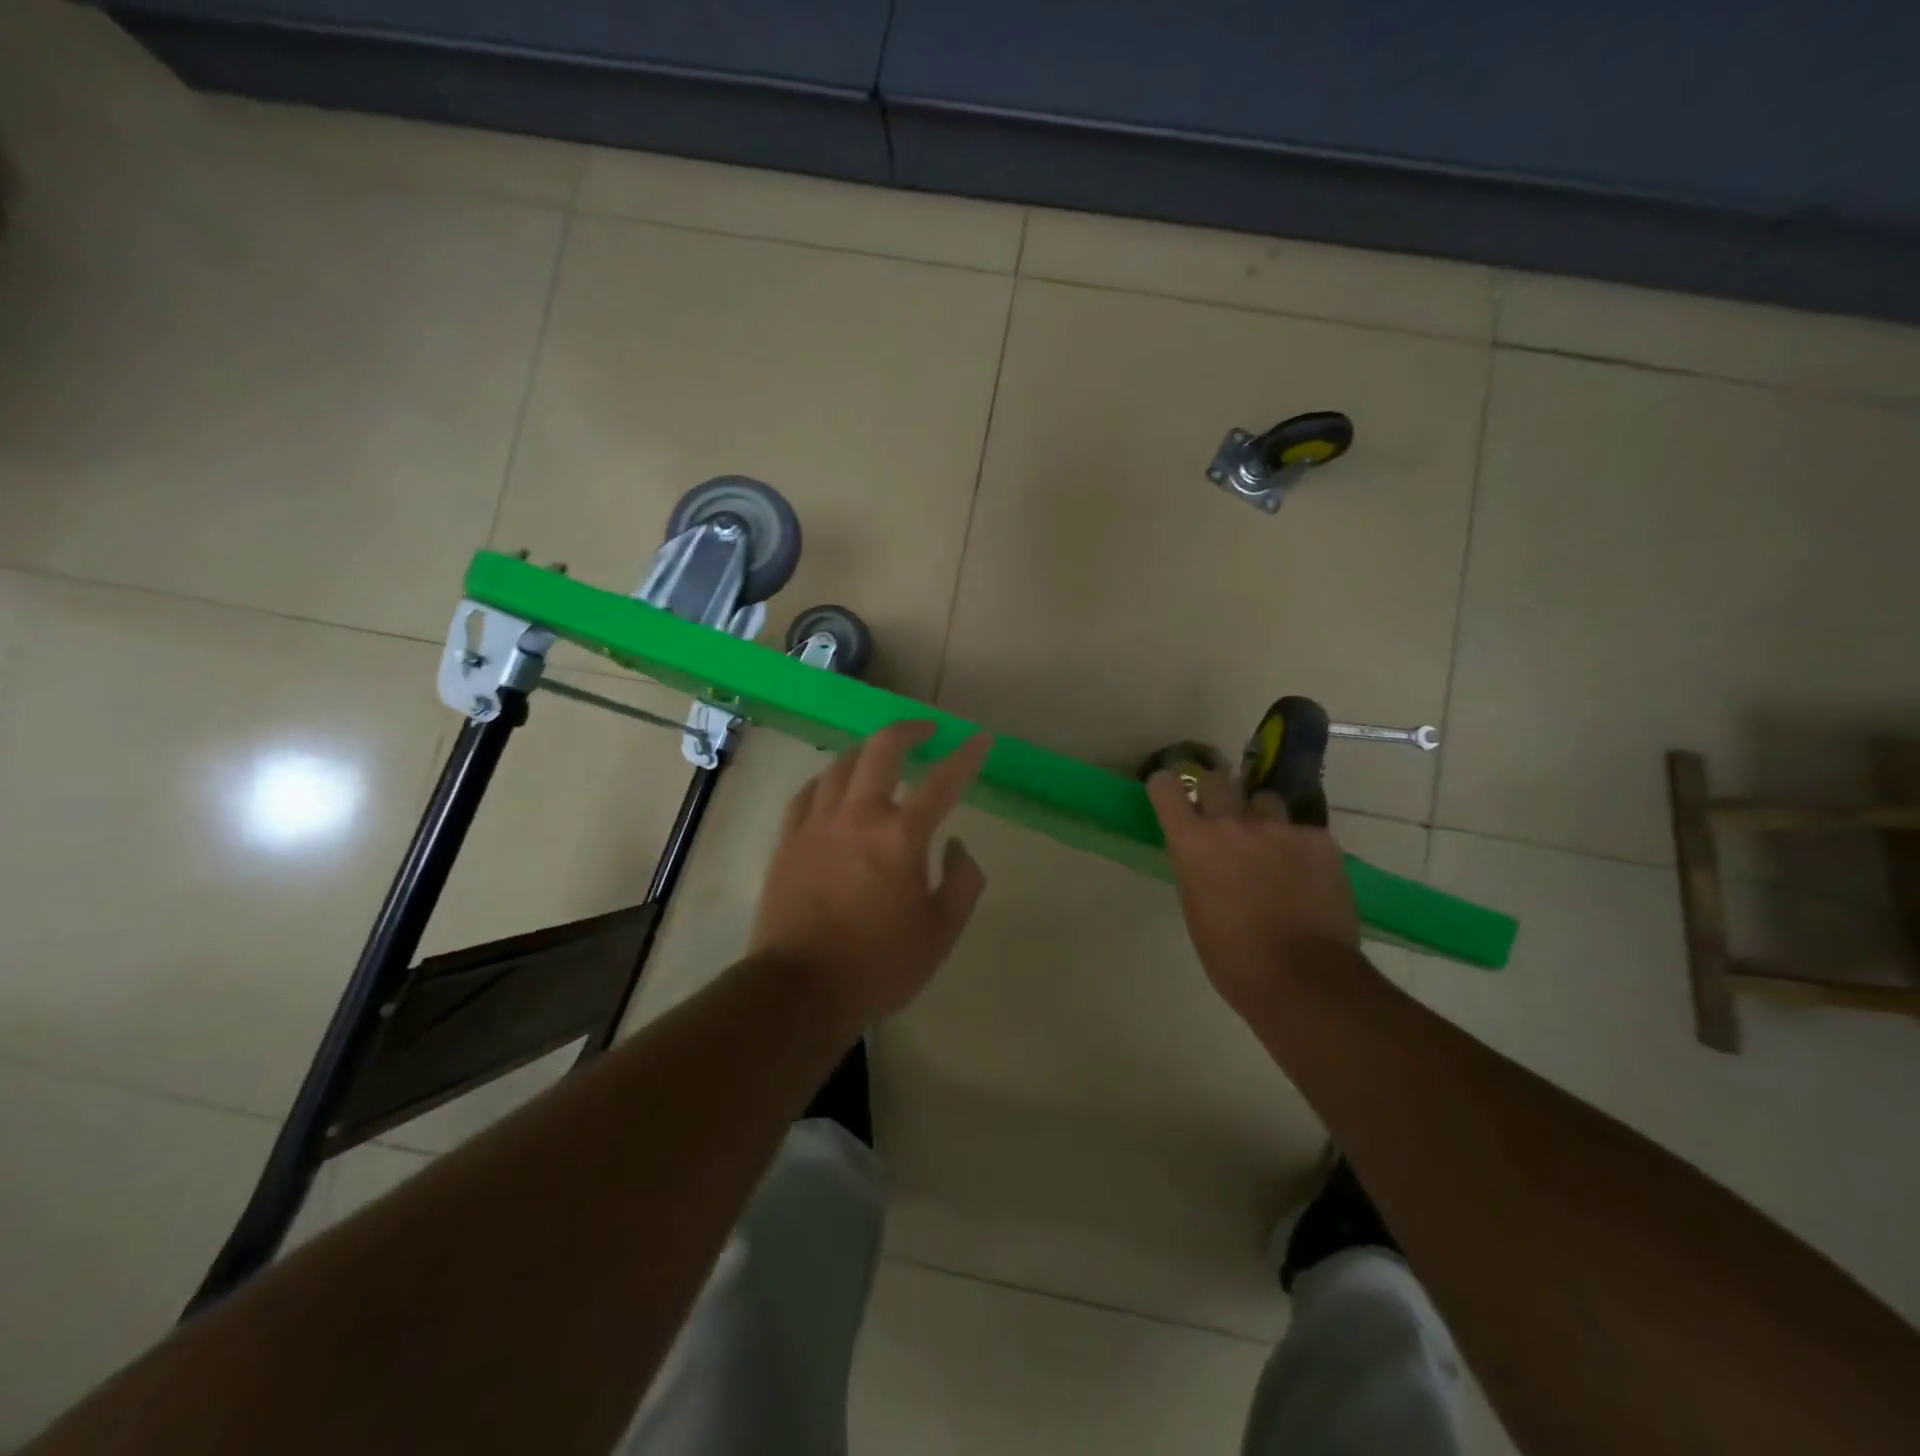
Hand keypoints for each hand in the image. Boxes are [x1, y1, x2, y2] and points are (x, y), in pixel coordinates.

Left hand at [752, 720, 991, 1026]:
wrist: (801, 989)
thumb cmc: (879, 966)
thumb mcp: (941, 933)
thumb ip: (962, 882)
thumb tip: (955, 844)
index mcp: (900, 838)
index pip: (942, 782)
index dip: (966, 756)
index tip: (981, 739)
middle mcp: (858, 817)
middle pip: (882, 750)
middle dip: (909, 730)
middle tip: (928, 730)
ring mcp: (817, 825)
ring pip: (840, 766)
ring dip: (867, 752)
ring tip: (881, 756)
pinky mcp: (788, 840)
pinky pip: (807, 794)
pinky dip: (827, 781)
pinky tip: (834, 786)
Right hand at [1147, 768, 1359, 1013]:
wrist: (1301, 977)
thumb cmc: (1231, 955)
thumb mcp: (1195, 906)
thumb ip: (1196, 867)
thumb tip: (1204, 855)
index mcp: (1192, 842)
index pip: (1167, 787)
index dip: (1167, 787)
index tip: (1171, 795)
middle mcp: (1232, 823)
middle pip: (1218, 780)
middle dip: (1217, 795)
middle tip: (1224, 819)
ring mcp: (1279, 828)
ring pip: (1265, 801)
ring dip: (1262, 818)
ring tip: (1271, 847)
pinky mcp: (1319, 840)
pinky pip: (1303, 831)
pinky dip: (1300, 847)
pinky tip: (1306, 876)